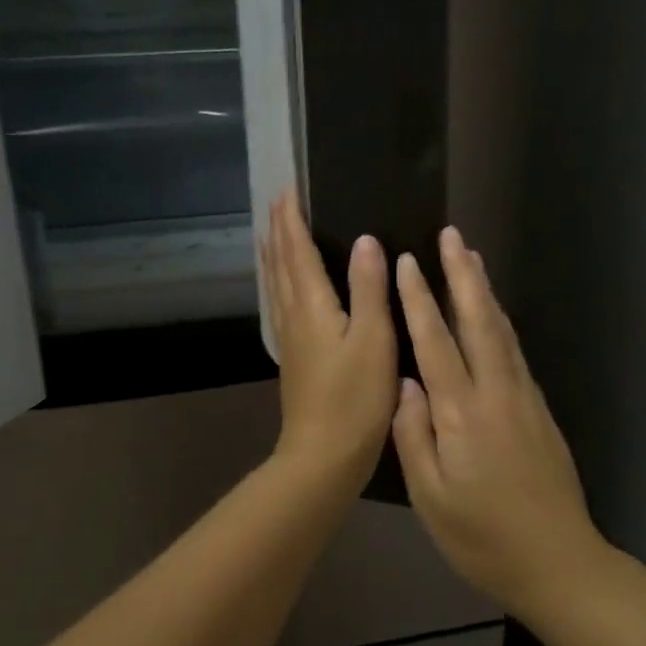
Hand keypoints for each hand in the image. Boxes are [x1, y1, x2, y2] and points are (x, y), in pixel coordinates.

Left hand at [261, 191, 397, 489]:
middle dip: (279, 230)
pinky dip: (278, 282)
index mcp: (311, 305)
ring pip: (275, 284)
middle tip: (278, 202)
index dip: (292, 220)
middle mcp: (292, 315)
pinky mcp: (293, 357)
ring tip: (272, 234)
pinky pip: (279, 303)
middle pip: (280, 263)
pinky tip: (283, 289)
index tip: (287, 189)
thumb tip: (365, 241)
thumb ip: (368, 288)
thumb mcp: (373, 339)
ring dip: (274, 254)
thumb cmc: (355, 397)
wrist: (322, 455)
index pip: (297, 250)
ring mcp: (289, 338)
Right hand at [391, 227, 605, 615]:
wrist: (560, 563)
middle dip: (461, 275)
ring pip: (501, 331)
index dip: (418, 300)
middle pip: (478, 322)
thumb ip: (413, 436)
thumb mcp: (431, 498)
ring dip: (483, 290)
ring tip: (470, 257)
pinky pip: (514, 351)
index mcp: (463, 415)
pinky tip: (492, 313)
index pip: (436, 343)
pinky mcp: (539, 410)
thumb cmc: (483, 539)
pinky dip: (500, 321)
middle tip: (451, 235)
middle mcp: (496, 394)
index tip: (406, 261)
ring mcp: (524, 399)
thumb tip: (404, 383)